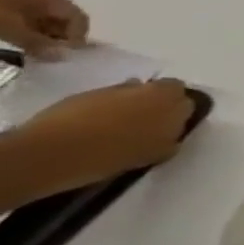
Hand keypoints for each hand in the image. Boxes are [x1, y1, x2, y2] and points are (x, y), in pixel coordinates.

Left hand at [0, 0, 88, 56]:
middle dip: (58, 38)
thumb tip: (62, 57)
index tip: (65, 56)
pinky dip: (23, 31)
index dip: (77, 38)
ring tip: (29, 52)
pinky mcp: (1, 1)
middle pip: (61, 18)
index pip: (78, 18)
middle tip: (47, 57)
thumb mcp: (11, 29)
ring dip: (39, 36)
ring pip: (40, 20)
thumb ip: (39, 44)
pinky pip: (23, 18)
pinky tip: (14, 41)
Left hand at [9, 79, 196, 196]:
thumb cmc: (114, 155)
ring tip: (119, 126)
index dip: (180, 113)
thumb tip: (169, 135)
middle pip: (165, 88)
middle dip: (160, 100)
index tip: (171, 127)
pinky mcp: (84, 94)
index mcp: (175, 103)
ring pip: (132, 92)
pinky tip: (94, 127)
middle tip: (149, 122)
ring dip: (131, 103)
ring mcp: (114, 90)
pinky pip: (104, 99)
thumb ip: (169, 139)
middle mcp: (149, 90)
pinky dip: (104, 109)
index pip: (188, 100)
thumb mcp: (155, 153)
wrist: (53, 151)